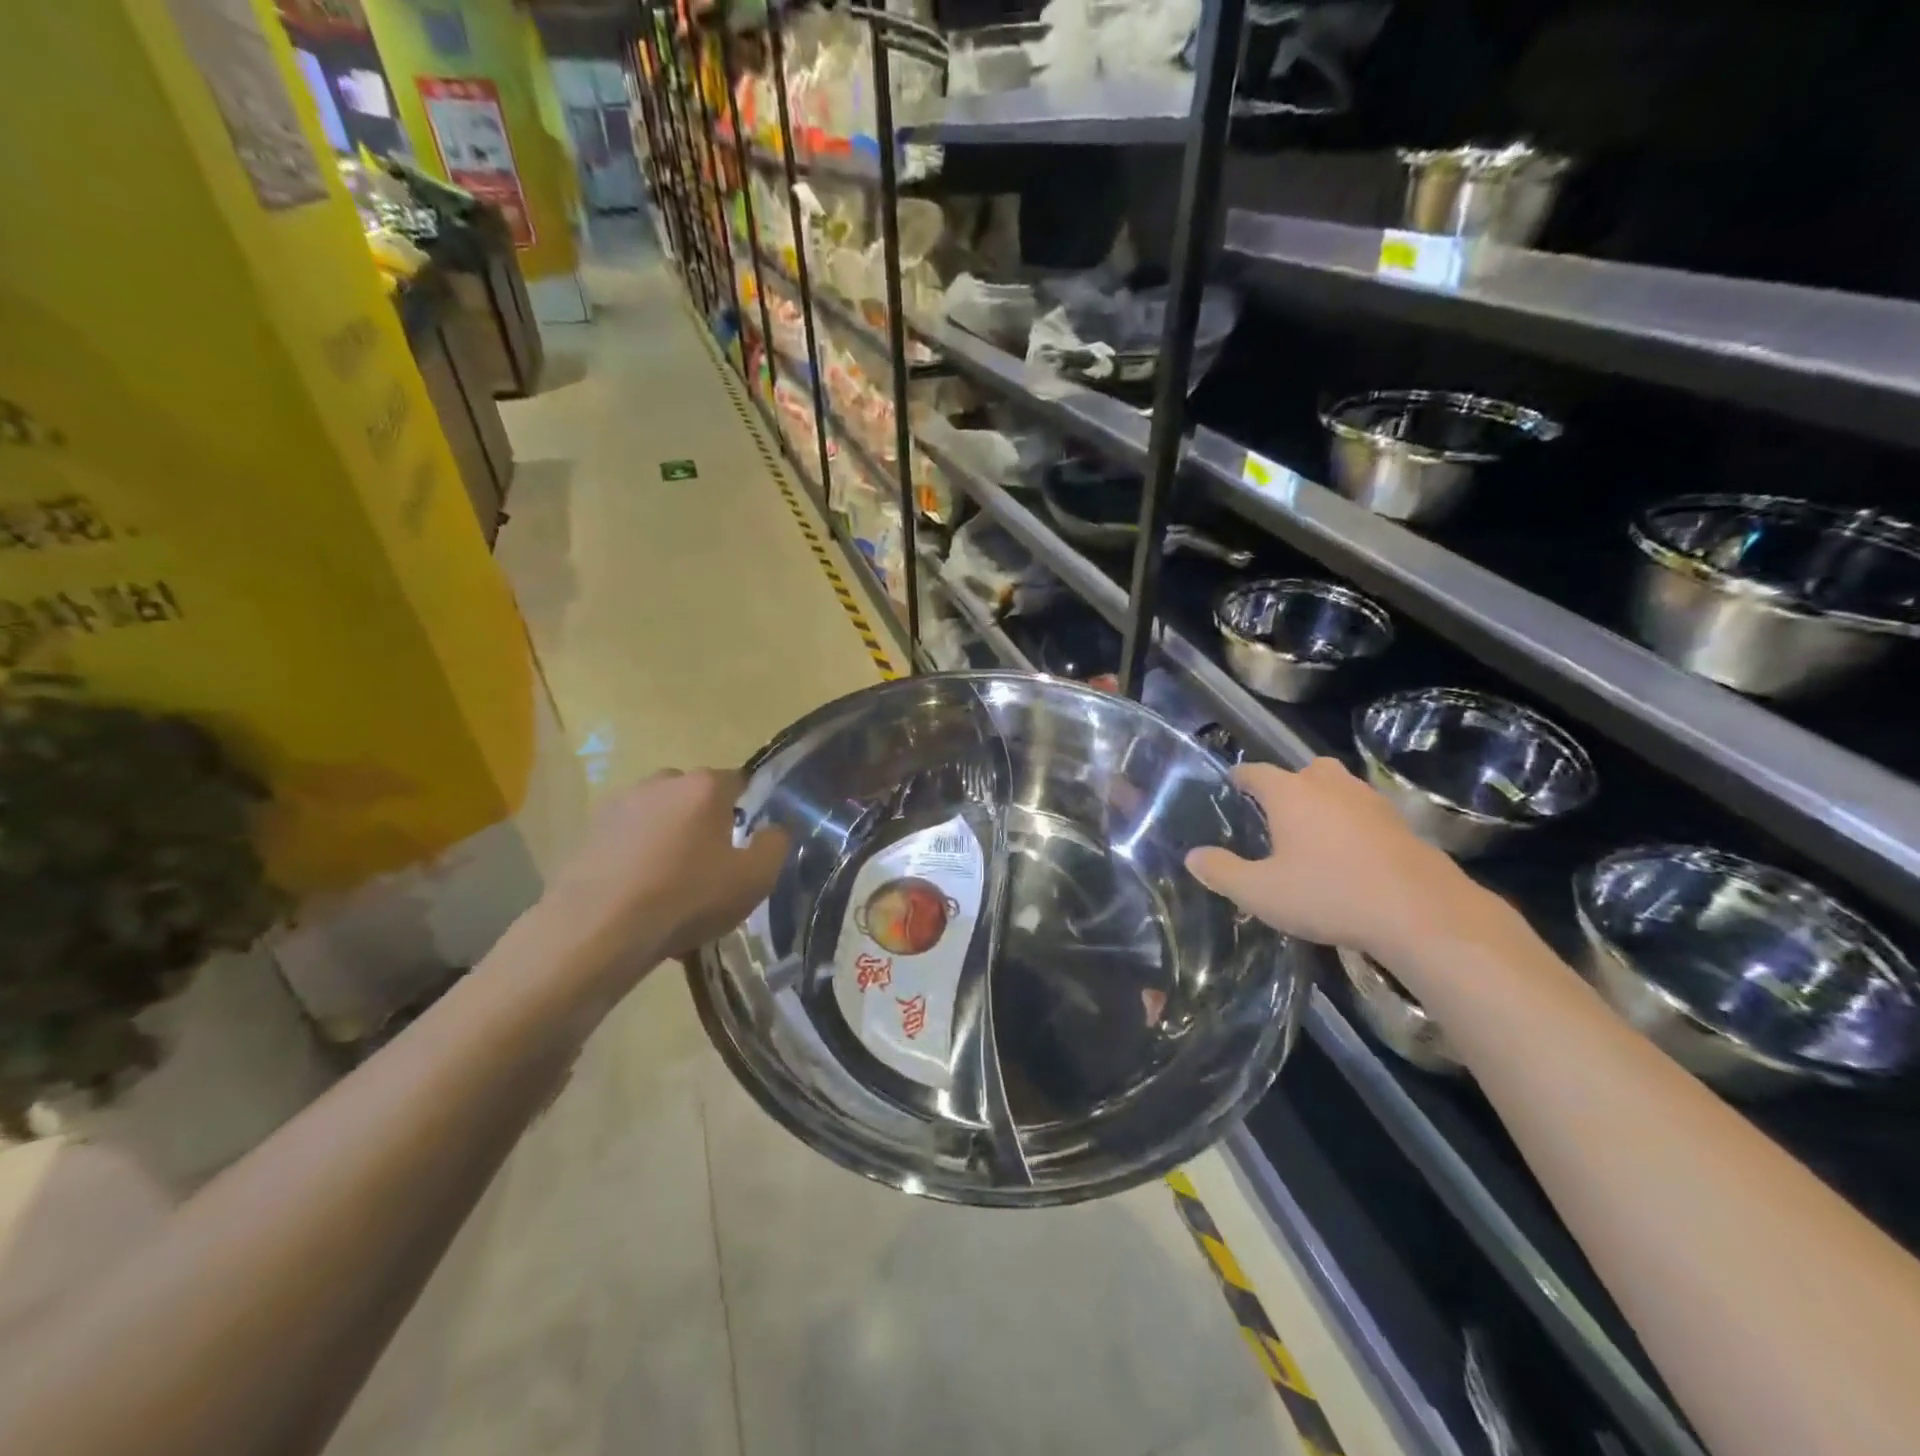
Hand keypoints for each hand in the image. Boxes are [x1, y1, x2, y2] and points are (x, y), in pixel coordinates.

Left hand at [538, 768, 788, 992]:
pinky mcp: (588, 833)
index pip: (738, 781)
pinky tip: (640, 895)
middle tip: (711, 863)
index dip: (748, 809)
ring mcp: (619, 805)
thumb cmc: (687, 897)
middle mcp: (661, 783)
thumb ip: (776, 845)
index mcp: (704, 786)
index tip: (747, 842)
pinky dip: (637, 857)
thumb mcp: (754, 879)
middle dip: (705, 820)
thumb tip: (774, 829)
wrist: (597, 930)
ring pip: (658, 816)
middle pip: (695, 795)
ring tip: (671, 884)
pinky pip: (628, 838)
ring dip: (668, 838)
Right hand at [1185, 758, 1489, 964]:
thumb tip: (1192, 857)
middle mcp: (1330, 786)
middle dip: (1288, 784)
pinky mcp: (1402, 825)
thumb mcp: (1261, 892)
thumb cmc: (1329, 894)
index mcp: (1291, 794)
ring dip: (1324, 800)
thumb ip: (1222, 872)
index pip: (1256, 772)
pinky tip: (1351, 853)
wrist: (1421, 913)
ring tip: (1313, 831)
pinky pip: (1366, 812)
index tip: (1231, 783)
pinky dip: (1353, 823)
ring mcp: (1371, 802)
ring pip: (1340, 787)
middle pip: (1304, 770)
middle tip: (1276, 811)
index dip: (1240, 776)